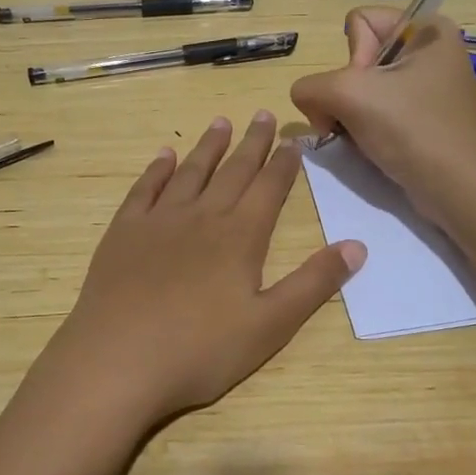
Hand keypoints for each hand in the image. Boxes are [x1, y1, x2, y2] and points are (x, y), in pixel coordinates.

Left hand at [24, 111, 366, 436]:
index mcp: (240, 237)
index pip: (269, 189)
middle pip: (233, 171)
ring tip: (221, 123)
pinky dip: (158, 169)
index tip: (293, 140)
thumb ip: (313, 284)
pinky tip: (164, 155)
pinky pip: (145, 189)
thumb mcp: (270, 325)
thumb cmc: (200, 350)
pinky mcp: (124, 231)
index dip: (283, 164)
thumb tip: (358, 245)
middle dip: (251, 143)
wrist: (118, 359)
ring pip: (190, 172)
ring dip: (208, 146)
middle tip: (262, 115)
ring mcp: (159, 220)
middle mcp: (202, 216)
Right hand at [289, 8, 475, 212]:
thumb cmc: (413, 130)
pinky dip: (366, 131)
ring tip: (363, 139)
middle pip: (357, 59)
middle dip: (346, 94)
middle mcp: (430, 52)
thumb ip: (310, 86)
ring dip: (351, 116)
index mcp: (427, 29)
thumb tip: (309, 103)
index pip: (358, 23)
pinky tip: (373, 149)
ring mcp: (428, 88)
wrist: (460, 190)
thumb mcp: (348, 95)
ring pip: (363, 90)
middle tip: (358, 121)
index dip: (351, 59)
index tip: (366, 91)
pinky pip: (378, 113)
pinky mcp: (424, 120)